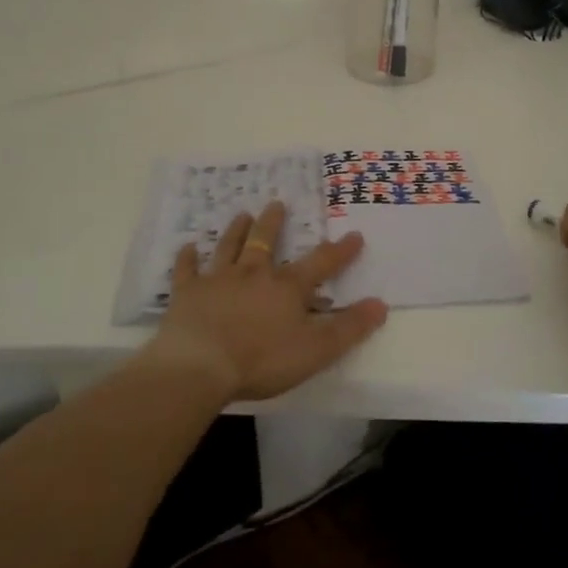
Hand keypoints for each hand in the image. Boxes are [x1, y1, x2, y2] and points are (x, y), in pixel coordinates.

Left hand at [146, 202, 387, 401]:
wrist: (200, 364)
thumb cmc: (262, 360)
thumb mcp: (316, 350)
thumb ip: (349, 328)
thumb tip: (380, 305)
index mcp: (286, 287)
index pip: (320, 263)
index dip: (339, 251)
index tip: (354, 236)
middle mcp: (253, 274)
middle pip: (265, 242)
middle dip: (274, 223)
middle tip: (277, 203)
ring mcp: (217, 279)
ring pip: (229, 247)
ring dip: (237, 230)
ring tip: (242, 214)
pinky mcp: (187, 292)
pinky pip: (187, 269)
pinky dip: (188, 258)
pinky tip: (188, 248)